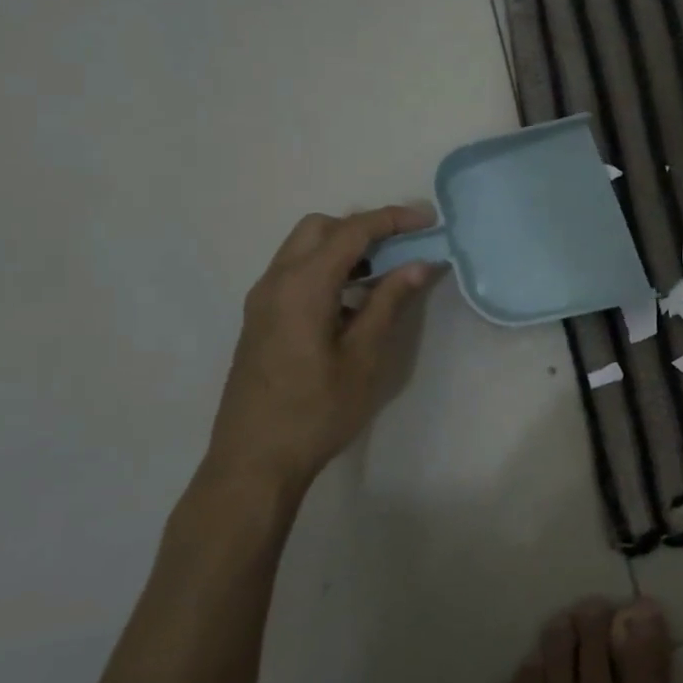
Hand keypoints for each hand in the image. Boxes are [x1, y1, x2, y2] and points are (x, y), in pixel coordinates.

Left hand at [198, 205, 445, 509]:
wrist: (253, 462)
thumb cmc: (316, 411)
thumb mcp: (363, 357)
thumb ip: (389, 303)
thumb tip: (418, 264)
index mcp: (302, 287)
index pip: (351, 231)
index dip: (393, 219)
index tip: (428, 220)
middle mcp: (275, 282)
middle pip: (319, 228)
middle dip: (363, 227)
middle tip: (402, 247)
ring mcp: (262, 301)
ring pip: (303, 249)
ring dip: (344, 248)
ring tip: (383, 274)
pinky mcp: (260, 319)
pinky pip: (294, 273)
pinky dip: (326, 269)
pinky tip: (352, 302)